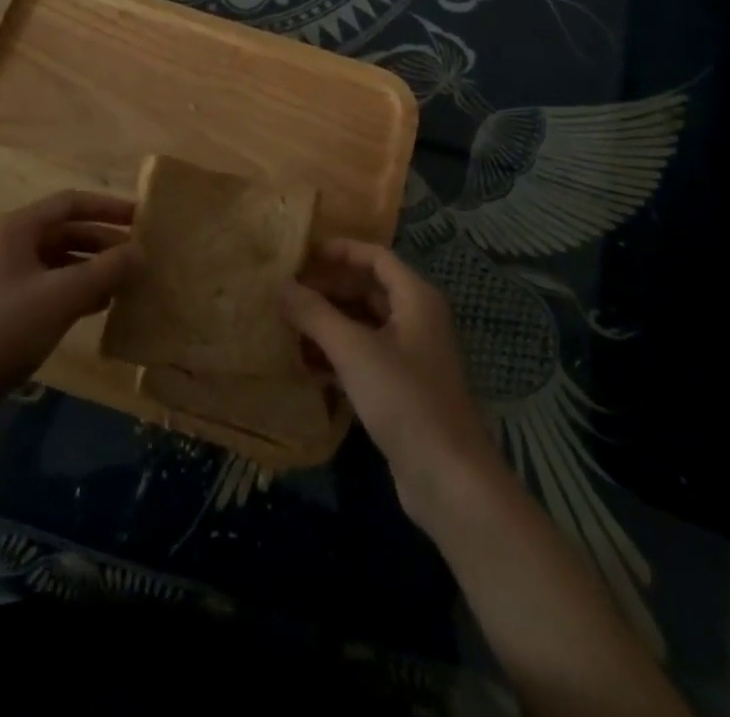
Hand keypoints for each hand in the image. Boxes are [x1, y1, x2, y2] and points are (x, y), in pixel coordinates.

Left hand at [0, 191, 140, 396]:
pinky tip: (101, 306)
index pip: (71, 203)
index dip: (108, 207)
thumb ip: (106, 270)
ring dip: (93, 268)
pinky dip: (77, 290)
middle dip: (104, 242)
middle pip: (66, 231)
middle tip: (140, 256)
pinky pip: (50, 286)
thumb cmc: (4, 329)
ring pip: (60, 261)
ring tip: (127, 283)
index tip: (142, 219)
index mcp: (17, 227)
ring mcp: (5, 276)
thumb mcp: (62, 295)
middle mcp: (10, 244)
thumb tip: (141, 252)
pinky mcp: (5, 307)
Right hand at [281, 239, 501, 527]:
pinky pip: (365, 356)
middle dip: (329, 288)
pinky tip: (305, 363)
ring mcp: (411, 355)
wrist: (448, 478)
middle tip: (287, 290)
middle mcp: (417, 319)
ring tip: (287, 322)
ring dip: (329, 322)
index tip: (302, 254)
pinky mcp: (402, 389)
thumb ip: (315, 314)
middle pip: (369, 289)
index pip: (375, 256)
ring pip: (364, 324)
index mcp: (416, 298)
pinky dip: (338, 353)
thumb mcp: (354, 350)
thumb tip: (281, 285)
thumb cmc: (404, 399)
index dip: (340, 250)